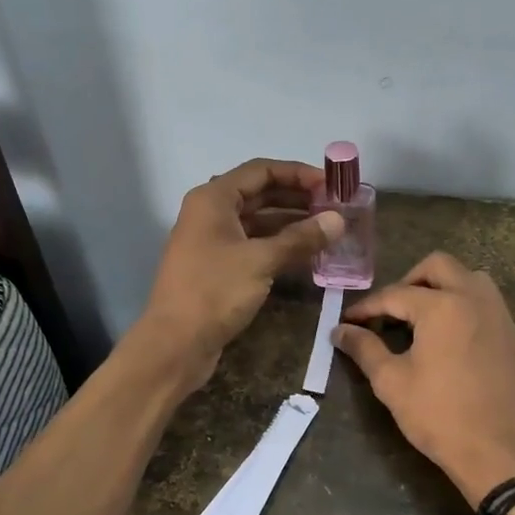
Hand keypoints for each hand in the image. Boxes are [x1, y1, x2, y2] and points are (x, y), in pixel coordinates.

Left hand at [136, 158, 343, 392]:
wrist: (176, 344)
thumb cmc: (214, 292)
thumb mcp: (261, 261)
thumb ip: (301, 238)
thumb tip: (338, 219)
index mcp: (213, 199)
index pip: (261, 170)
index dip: (298, 173)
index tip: (332, 184)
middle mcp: (210, 213)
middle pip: (260, 194)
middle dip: (298, 198)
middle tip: (336, 207)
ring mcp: (213, 242)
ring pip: (258, 222)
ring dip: (292, 224)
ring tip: (329, 229)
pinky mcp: (218, 267)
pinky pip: (254, 245)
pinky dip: (279, 246)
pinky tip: (307, 254)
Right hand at [334, 252, 514, 505]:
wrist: (503, 453)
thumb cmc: (441, 417)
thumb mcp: (392, 383)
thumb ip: (364, 349)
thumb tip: (339, 331)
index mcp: (442, 306)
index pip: (395, 294)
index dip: (367, 307)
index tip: (347, 321)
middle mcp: (474, 298)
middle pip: (437, 266)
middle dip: (407, 281)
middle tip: (389, 311)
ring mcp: (498, 314)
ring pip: (467, 277)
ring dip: (440, 286)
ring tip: (420, 317)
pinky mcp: (512, 334)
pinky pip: (484, 301)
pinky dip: (462, 303)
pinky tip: (447, 336)